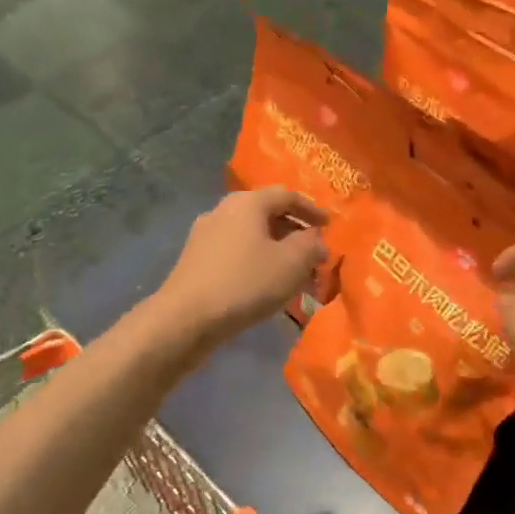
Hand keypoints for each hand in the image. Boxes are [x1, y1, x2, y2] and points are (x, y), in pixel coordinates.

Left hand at [153, 187, 329, 348]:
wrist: (185, 318)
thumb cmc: (245, 283)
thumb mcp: (291, 263)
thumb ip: (311, 246)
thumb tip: (316, 241)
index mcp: (247, 202)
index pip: (287, 195)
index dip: (312, 209)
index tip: (329, 226)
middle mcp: (223, 210)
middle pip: (267, 214)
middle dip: (294, 233)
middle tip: (314, 253)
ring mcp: (205, 235)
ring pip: (250, 235)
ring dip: (276, 250)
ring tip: (294, 274)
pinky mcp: (195, 260)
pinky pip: (235, 252)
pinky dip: (256, 261)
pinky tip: (265, 285)